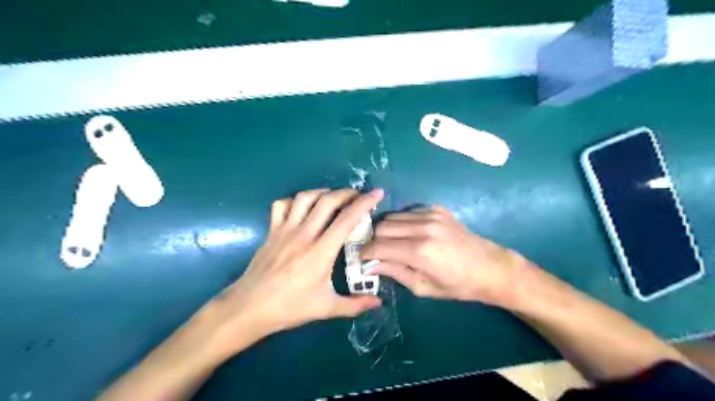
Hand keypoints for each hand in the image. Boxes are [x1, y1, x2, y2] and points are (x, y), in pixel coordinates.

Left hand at [207, 189, 385, 353]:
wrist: (249, 307)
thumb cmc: (289, 307)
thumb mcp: (326, 308)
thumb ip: (355, 305)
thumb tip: (378, 302)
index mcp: (321, 251)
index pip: (347, 219)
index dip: (364, 203)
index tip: (377, 194)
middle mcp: (304, 234)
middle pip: (327, 201)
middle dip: (346, 193)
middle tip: (357, 196)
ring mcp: (285, 230)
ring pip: (305, 198)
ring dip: (322, 193)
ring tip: (333, 198)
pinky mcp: (272, 231)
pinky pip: (282, 205)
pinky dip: (295, 201)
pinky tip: (302, 208)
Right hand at [363, 206, 529, 305]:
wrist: (490, 267)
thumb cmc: (457, 285)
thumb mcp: (423, 287)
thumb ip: (395, 272)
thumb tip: (369, 265)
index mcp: (420, 251)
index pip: (379, 246)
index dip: (365, 252)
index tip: (361, 258)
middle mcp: (423, 227)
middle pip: (382, 226)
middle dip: (374, 240)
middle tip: (376, 252)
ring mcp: (431, 215)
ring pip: (393, 216)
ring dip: (386, 229)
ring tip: (392, 243)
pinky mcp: (437, 209)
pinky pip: (408, 211)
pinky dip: (402, 222)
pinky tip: (409, 233)